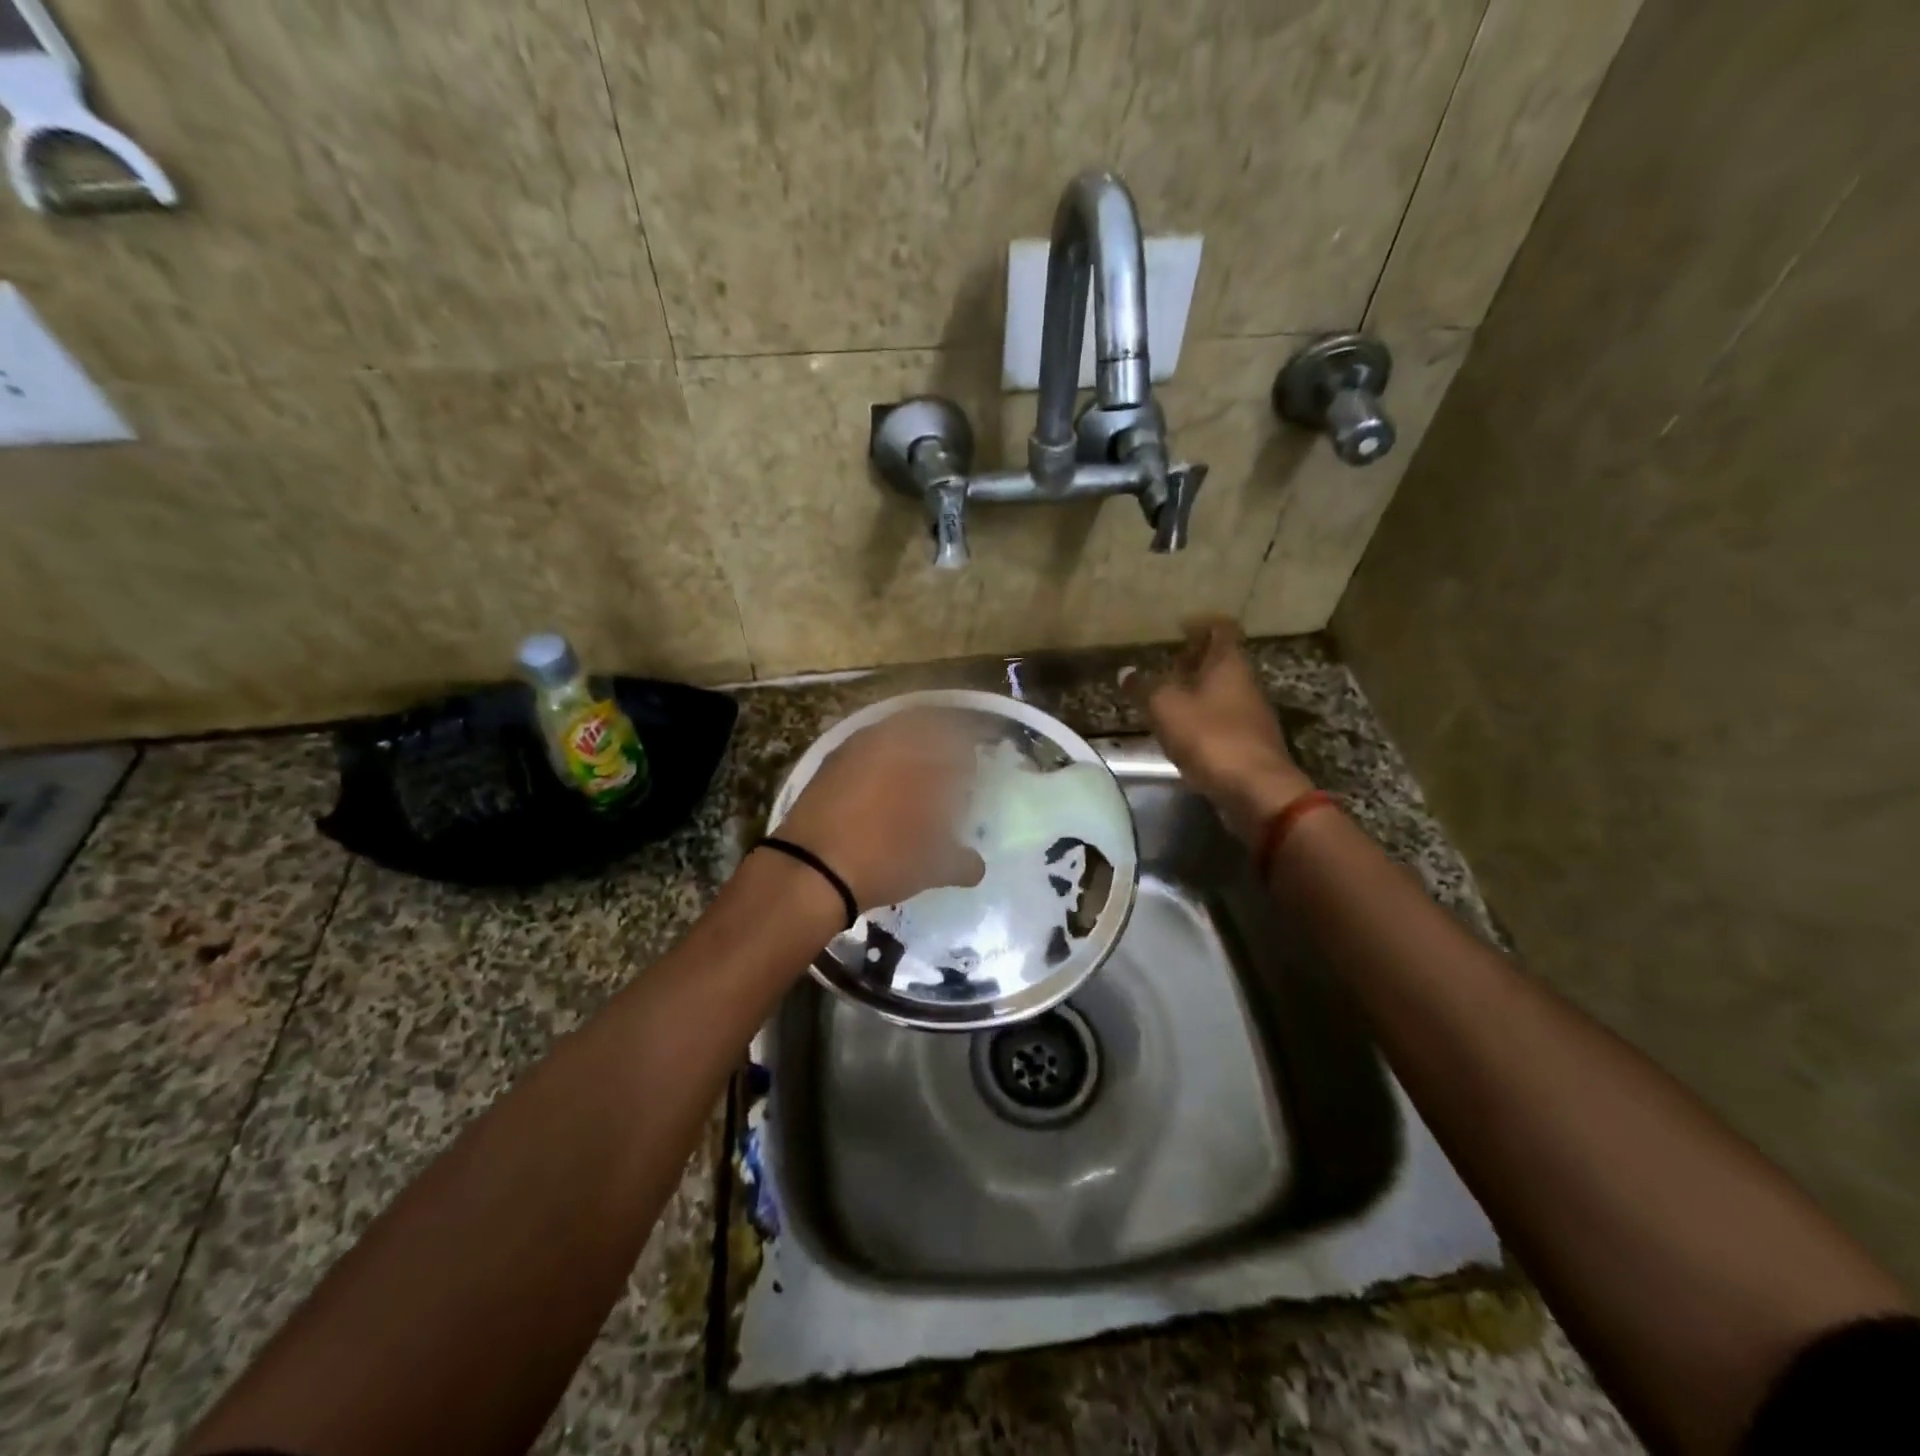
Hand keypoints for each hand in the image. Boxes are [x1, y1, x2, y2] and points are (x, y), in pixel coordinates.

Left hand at [772, 709, 987, 911]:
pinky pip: (866, 753)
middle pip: (924, 725)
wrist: (809, 870)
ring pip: (892, 736)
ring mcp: (853, 749)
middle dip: (940, 744)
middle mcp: (887, 739)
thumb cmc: (883, 858)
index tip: (973, 772)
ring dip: (909, 751)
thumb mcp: (933, 865)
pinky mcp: (828, 765)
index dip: (968, 752)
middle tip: (948, 772)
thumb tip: (976, 866)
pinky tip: (883, 795)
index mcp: (920, 753)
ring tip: (916, 785)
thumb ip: (962, 861)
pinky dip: (881, 765)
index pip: (957, 736)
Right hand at [1127, 616, 1314, 843]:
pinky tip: (1182, 733)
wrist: (1256, 789)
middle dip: (1195, 661)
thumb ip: (1144, 687)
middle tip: (1166, 666)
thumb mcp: (1165, 707)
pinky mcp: (1249, 743)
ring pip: (1222, 692)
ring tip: (1167, 701)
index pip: (1220, 629)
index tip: (1179, 628)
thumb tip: (1126, 672)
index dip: (1200, 625)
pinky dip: (1203, 719)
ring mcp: (1251, 714)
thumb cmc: (1209, 736)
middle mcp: (1246, 683)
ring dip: (1197, 692)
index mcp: (1229, 663)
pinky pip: (1223, 720)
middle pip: (1221, 661)